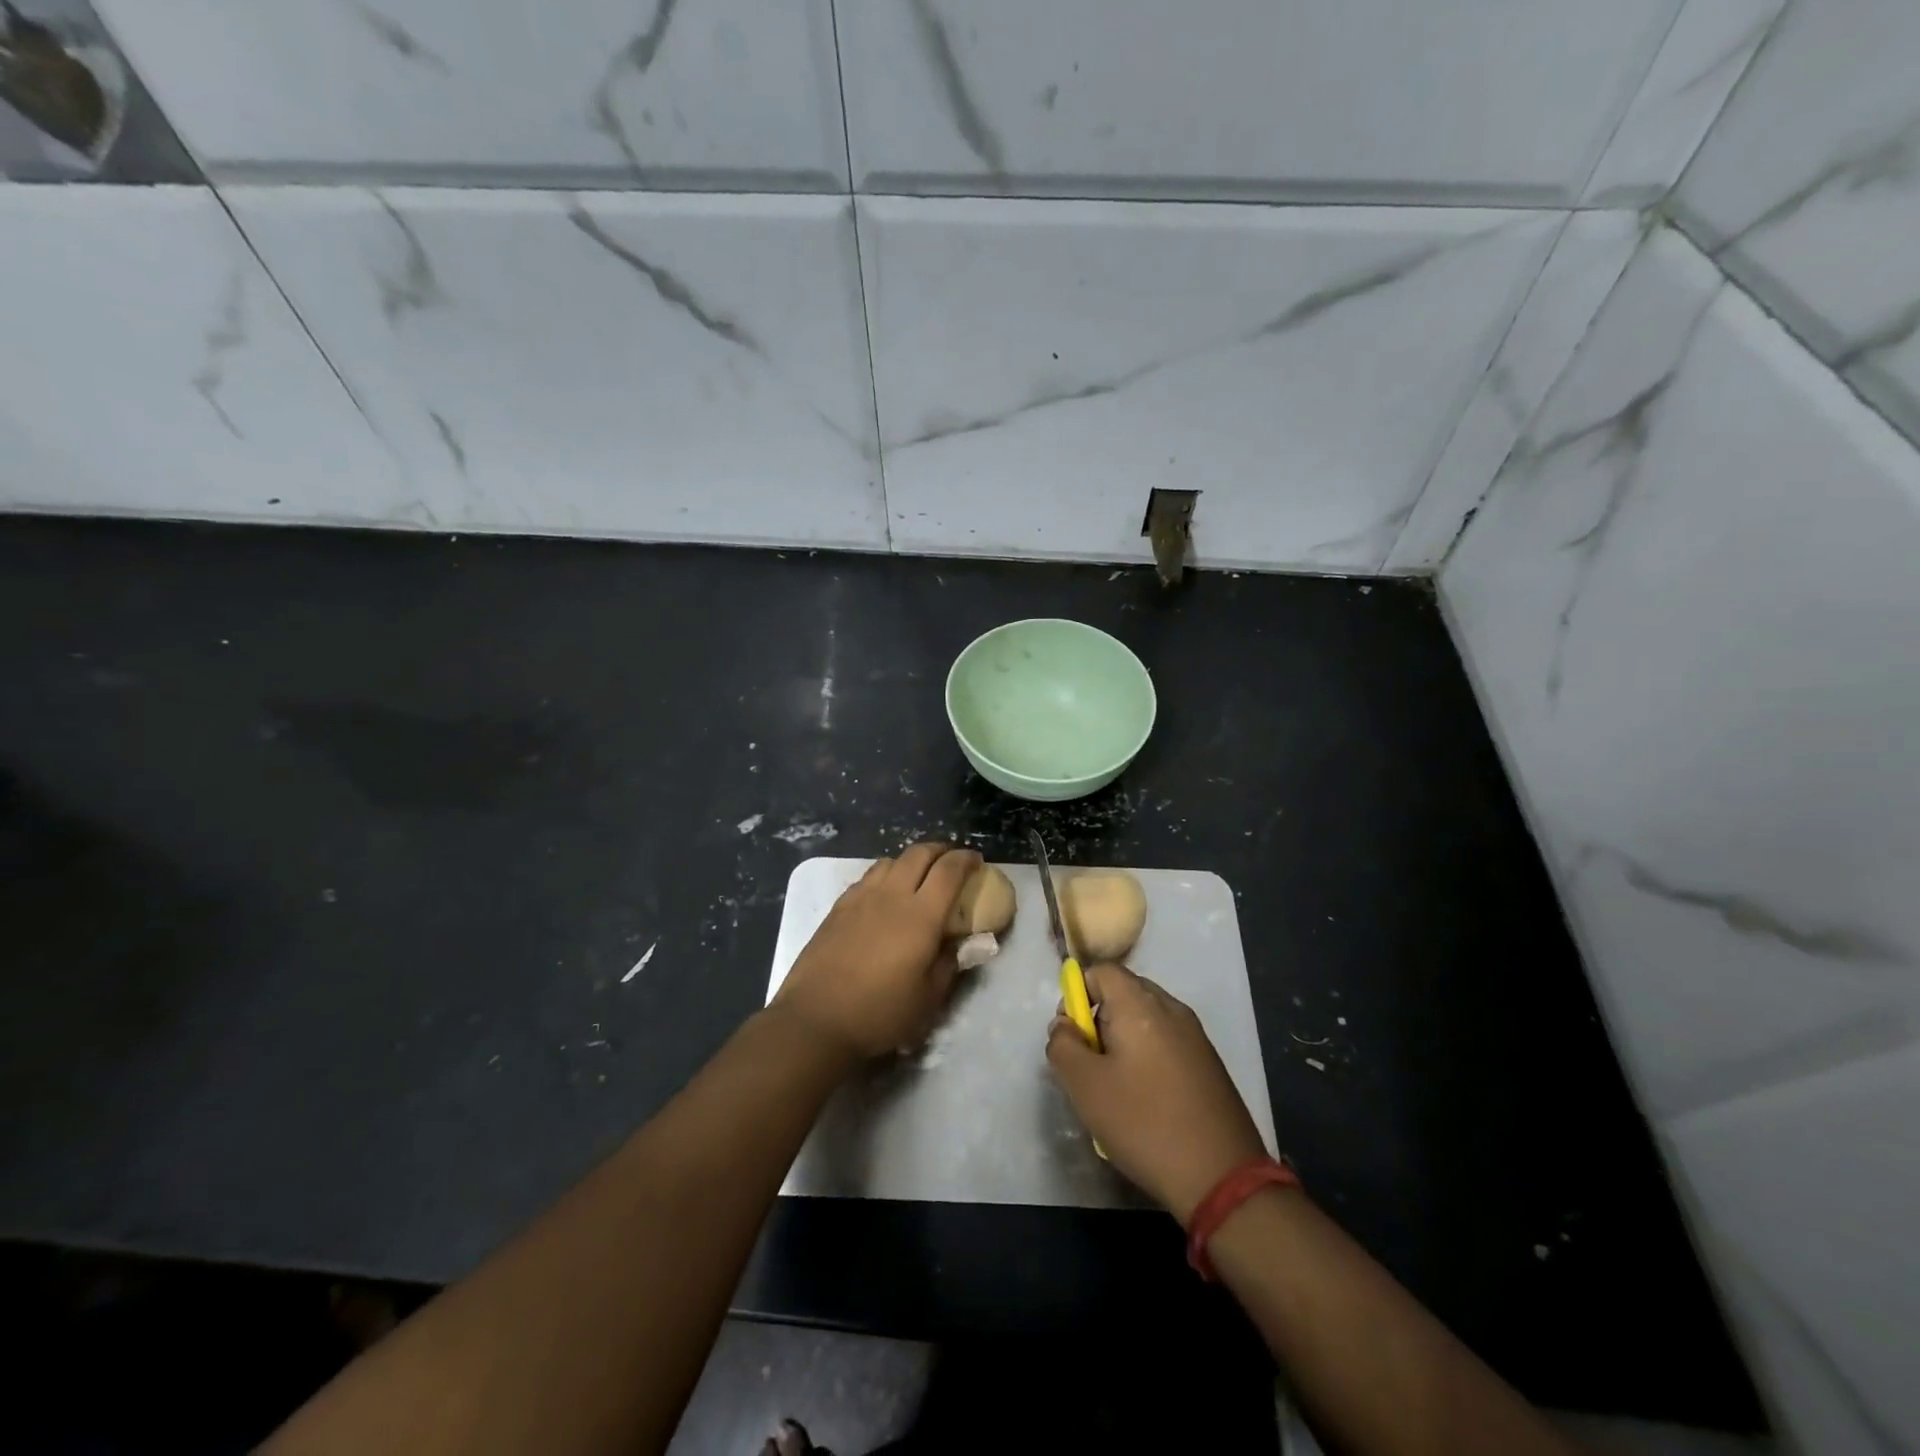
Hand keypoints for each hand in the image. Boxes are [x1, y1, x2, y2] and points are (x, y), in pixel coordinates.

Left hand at [774, 843, 981, 1059]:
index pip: (949, 871)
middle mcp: (892, 896)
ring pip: (890, 861)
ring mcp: (861, 898)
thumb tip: (964, 942)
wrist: (816, 1019)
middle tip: (951, 861)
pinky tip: (884, 895)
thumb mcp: (928, 998)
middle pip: (919, 853)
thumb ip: (951, 963)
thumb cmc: (880, 1013)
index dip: (966, 860)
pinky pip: (867, 877)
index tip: (977, 861)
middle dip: (940, 850)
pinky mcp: (839, 907)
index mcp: (921, 915)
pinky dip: (885, 875)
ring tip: (917, 876)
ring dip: (910, 861)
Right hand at [1047, 964, 1268, 1222]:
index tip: (1073, 1037)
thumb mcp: (1084, 1086)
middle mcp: (1171, 1008)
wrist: (1222, 1176)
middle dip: (1099, 1020)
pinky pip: (1166, 1042)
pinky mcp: (1208, 1062)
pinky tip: (1146, 1100)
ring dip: (1123, 1042)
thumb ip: (1062, 1045)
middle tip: (1090, 1065)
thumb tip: (1064, 1025)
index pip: (1100, 971)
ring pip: (1145, 1019)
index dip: (1077, 995)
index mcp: (1140, 1004)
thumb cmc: (1144, 1123)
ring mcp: (1195, 1035)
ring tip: (1116, 1088)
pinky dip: (1147, 1058)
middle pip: (1123, 992)